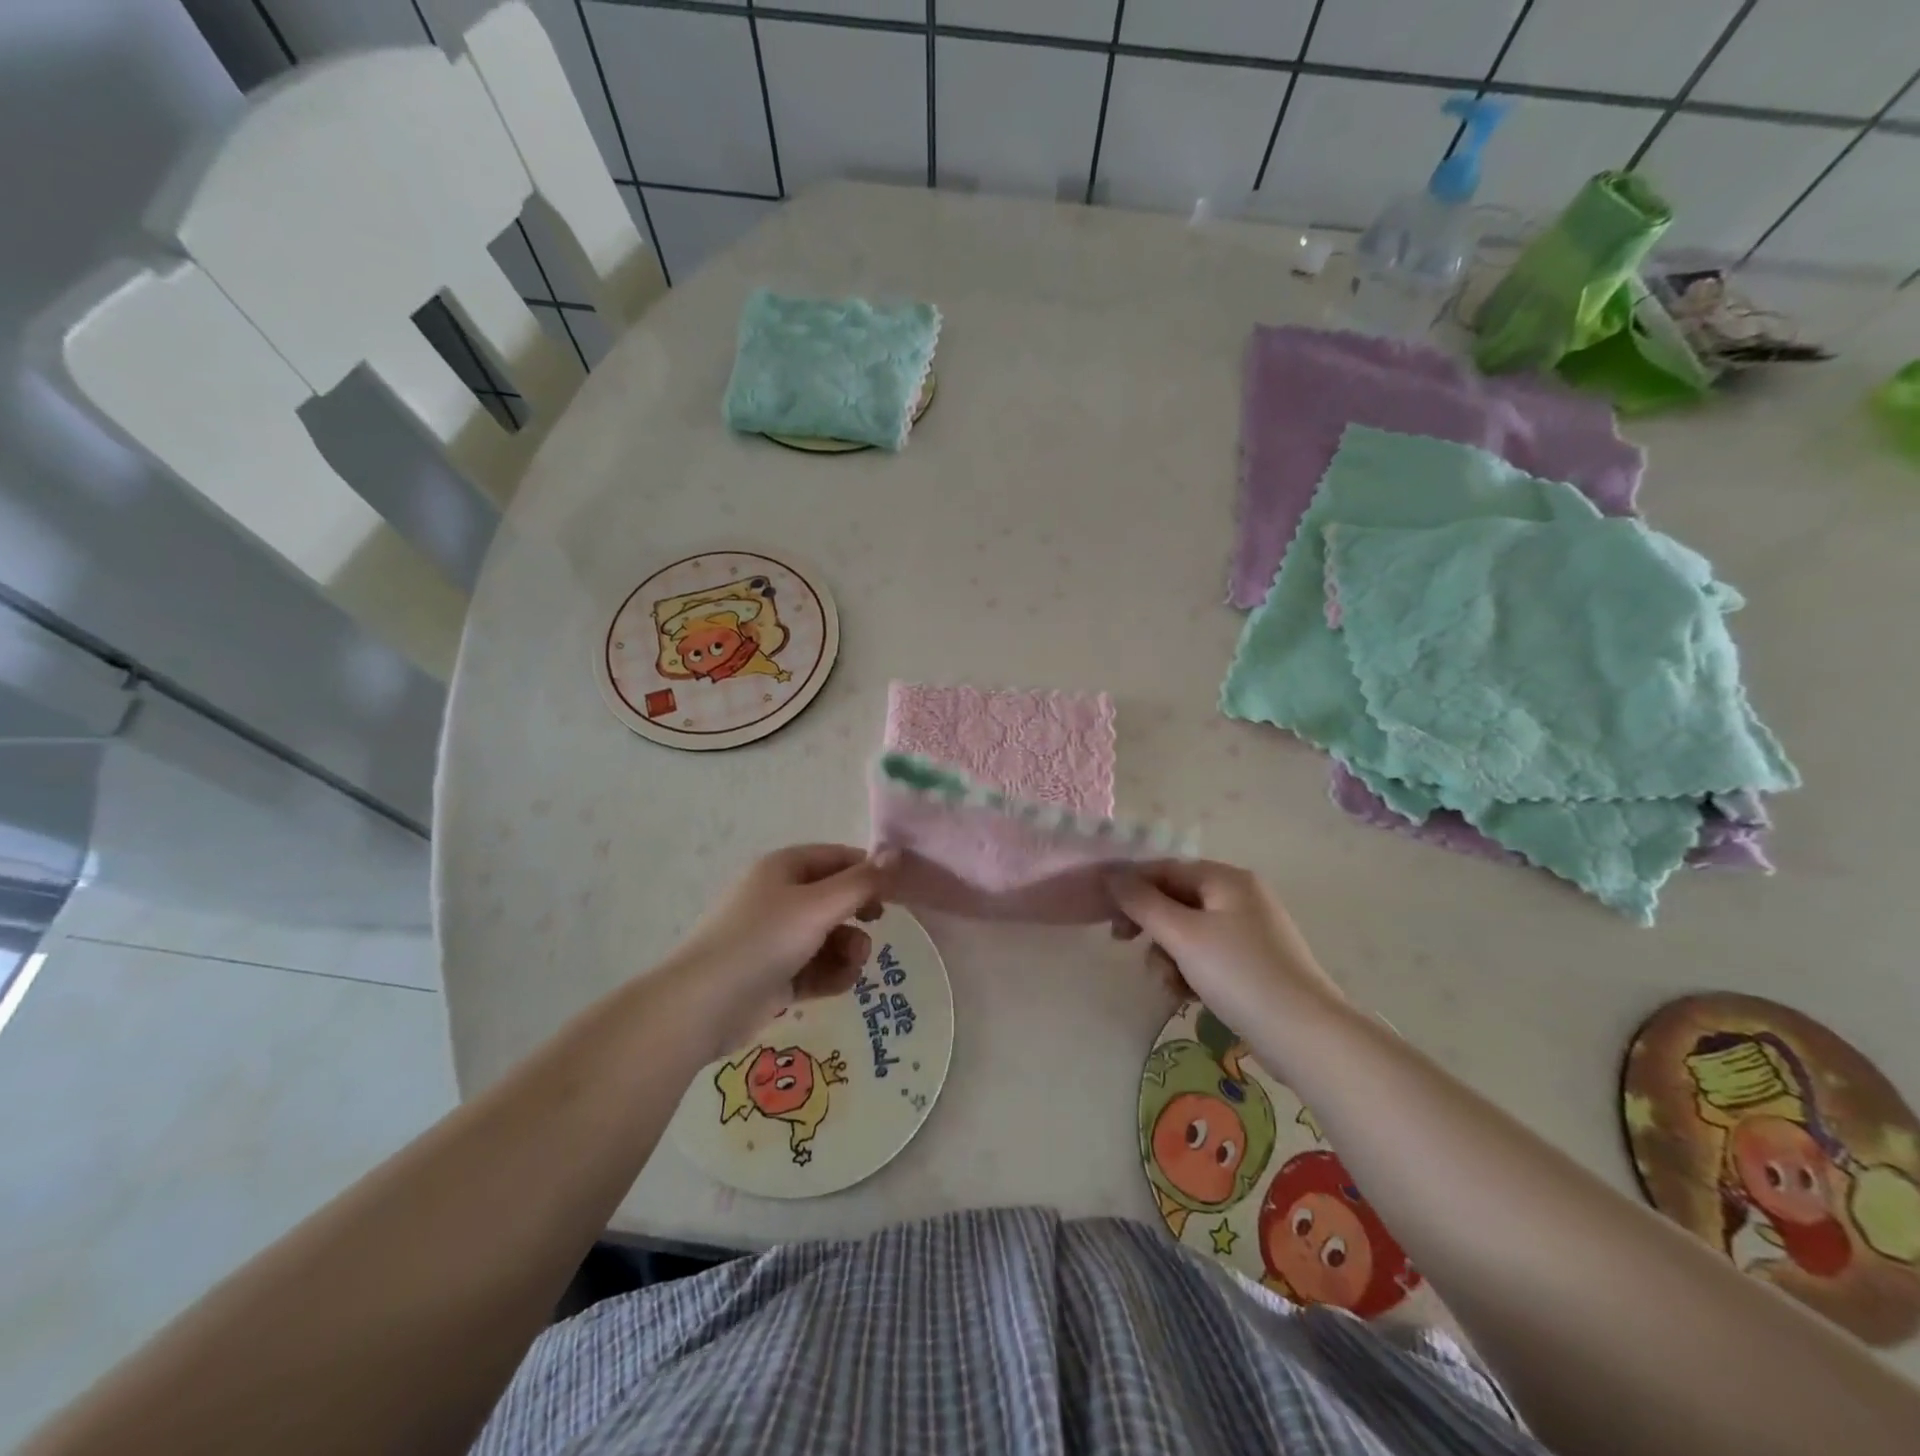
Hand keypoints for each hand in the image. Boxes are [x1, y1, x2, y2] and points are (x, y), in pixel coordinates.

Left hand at [663, 844, 894, 1059]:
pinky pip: (816, 967)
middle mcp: (780, 897)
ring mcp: (777, 937)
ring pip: (830, 936)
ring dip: (848, 950)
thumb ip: (862, 882)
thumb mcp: (818, 906)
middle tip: (875, 927)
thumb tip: (897, 852)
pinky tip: (835, 985)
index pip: (839, 858)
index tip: (898, 895)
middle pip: (837, 899)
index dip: (869, 873)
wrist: (704, 1005)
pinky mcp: (776, 974)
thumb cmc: (763, 941)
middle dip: (859, 916)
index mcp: (785, 868)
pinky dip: (830, 974)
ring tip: (850, 966)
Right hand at [1107, 860, 1344, 1043]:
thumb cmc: (1239, 974)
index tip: (1105, 916)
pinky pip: (1208, 955)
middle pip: (1176, 899)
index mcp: (1226, 879)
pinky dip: (1191, 970)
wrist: (1305, 1035)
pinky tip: (1187, 995)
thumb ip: (1142, 902)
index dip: (1131, 887)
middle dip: (1150, 925)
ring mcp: (1250, 930)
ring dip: (1168, 954)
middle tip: (1124, 945)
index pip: (1165, 869)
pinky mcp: (1254, 963)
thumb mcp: (1183, 935)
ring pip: (1189, 931)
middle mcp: (1240, 896)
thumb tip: (1111, 876)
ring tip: (1168, 984)